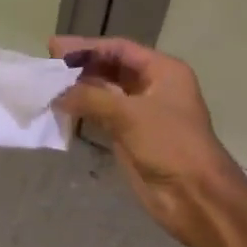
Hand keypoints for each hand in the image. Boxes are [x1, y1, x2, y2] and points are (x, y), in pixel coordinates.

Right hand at [51, 36, 246, 246]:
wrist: (197, 200)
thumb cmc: (170, 145)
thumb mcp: (129, 115)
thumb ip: (91, 97)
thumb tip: (57, 91)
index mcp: (162, 71)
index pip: (119, 49)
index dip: (87, 46)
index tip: (56, 47)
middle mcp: (153, 87)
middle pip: (112, 68)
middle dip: (82, 66)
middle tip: (49, 64)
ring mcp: (143, 113)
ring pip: (106, 92)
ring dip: (80, 88)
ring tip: (50, 85)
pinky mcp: (133, 138)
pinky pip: (103, 116)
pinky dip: (84, 110)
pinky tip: (62, 108)